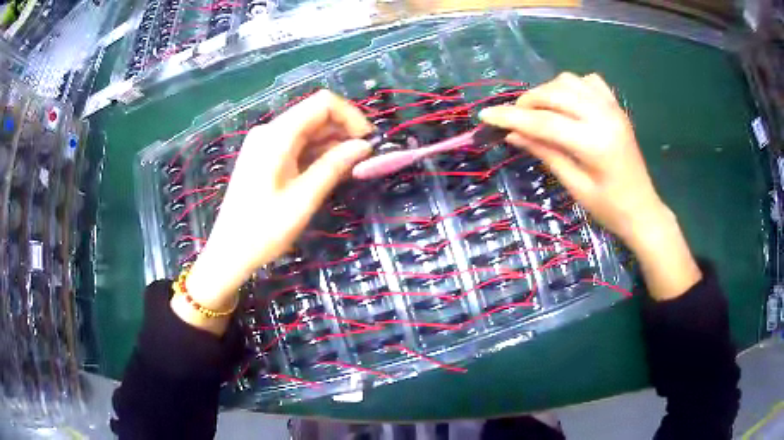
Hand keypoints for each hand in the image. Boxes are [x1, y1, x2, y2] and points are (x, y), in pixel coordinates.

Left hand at [174, 90, 373, 333]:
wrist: (229, 252)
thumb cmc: (264, 229)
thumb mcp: (304, 198)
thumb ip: (334, 166)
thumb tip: (364, 146)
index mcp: (277, 135)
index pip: (323, 103)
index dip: (351, 116)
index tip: (367, 142)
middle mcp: (271, 131)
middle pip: (316, 115)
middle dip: (344, 132)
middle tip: (364, 160)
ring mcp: (266, 144)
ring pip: (309, 131)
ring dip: (333, 144)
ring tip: (352, 169)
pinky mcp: (266, 157)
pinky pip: (298, 145)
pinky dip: (318, 154)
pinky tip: (332, 172)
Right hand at [480, 72, 663, 244]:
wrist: (643, 209)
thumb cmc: (609, 208)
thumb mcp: (574, 185)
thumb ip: (545, 153)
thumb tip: (513, 134)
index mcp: (594, 143)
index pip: (544, 122)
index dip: (511, 117)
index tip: (485, 115)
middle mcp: (603, 116)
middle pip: (554, 94)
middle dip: (528, 102)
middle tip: (514, 119)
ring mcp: (612, 108)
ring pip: (569, 81)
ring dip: (547, 92)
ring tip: (539, 111)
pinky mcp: (616, 107)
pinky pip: (588, 82)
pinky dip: (571, 87)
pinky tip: (567, 103)